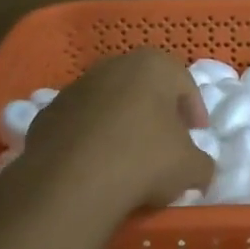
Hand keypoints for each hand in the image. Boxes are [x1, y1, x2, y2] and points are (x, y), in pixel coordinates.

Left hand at [17, 49, 213, 218]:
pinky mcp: (47, 114)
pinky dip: (90, 139)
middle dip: (156, 112)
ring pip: (109, 103)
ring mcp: (75, 88)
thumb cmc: (144, 161)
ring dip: (120, 123)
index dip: (194, 111)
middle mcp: (114, 66)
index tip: (197, 135)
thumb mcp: (191, 168)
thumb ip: (202, 162)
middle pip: (144, 87)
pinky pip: (79, 123)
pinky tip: (94, 166)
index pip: (184, 84)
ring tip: (127, 158)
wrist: (71, 183)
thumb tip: (198, 169)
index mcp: (154, 66)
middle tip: (165, 142)